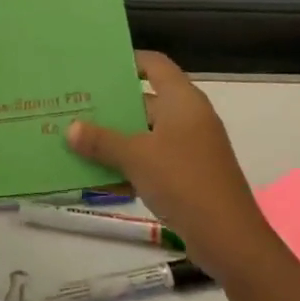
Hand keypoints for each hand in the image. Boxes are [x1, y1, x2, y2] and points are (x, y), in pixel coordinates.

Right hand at [65, 51, 266, 281]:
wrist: (229, 239)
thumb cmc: (183, 181)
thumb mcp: (136, 157)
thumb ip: (102, 141)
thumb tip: (70, 129)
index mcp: (183, 101)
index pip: (155, 65)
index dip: (129, 60)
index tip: (97, 66)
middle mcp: (189, 118)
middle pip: (146, 100)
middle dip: (112, 105)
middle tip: (77, 104)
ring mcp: (190, 148)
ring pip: (146, 133)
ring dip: (116, 138)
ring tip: (79, 138)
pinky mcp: (188, 175)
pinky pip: (152, 160)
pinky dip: (129, 164)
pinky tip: (99, 176)